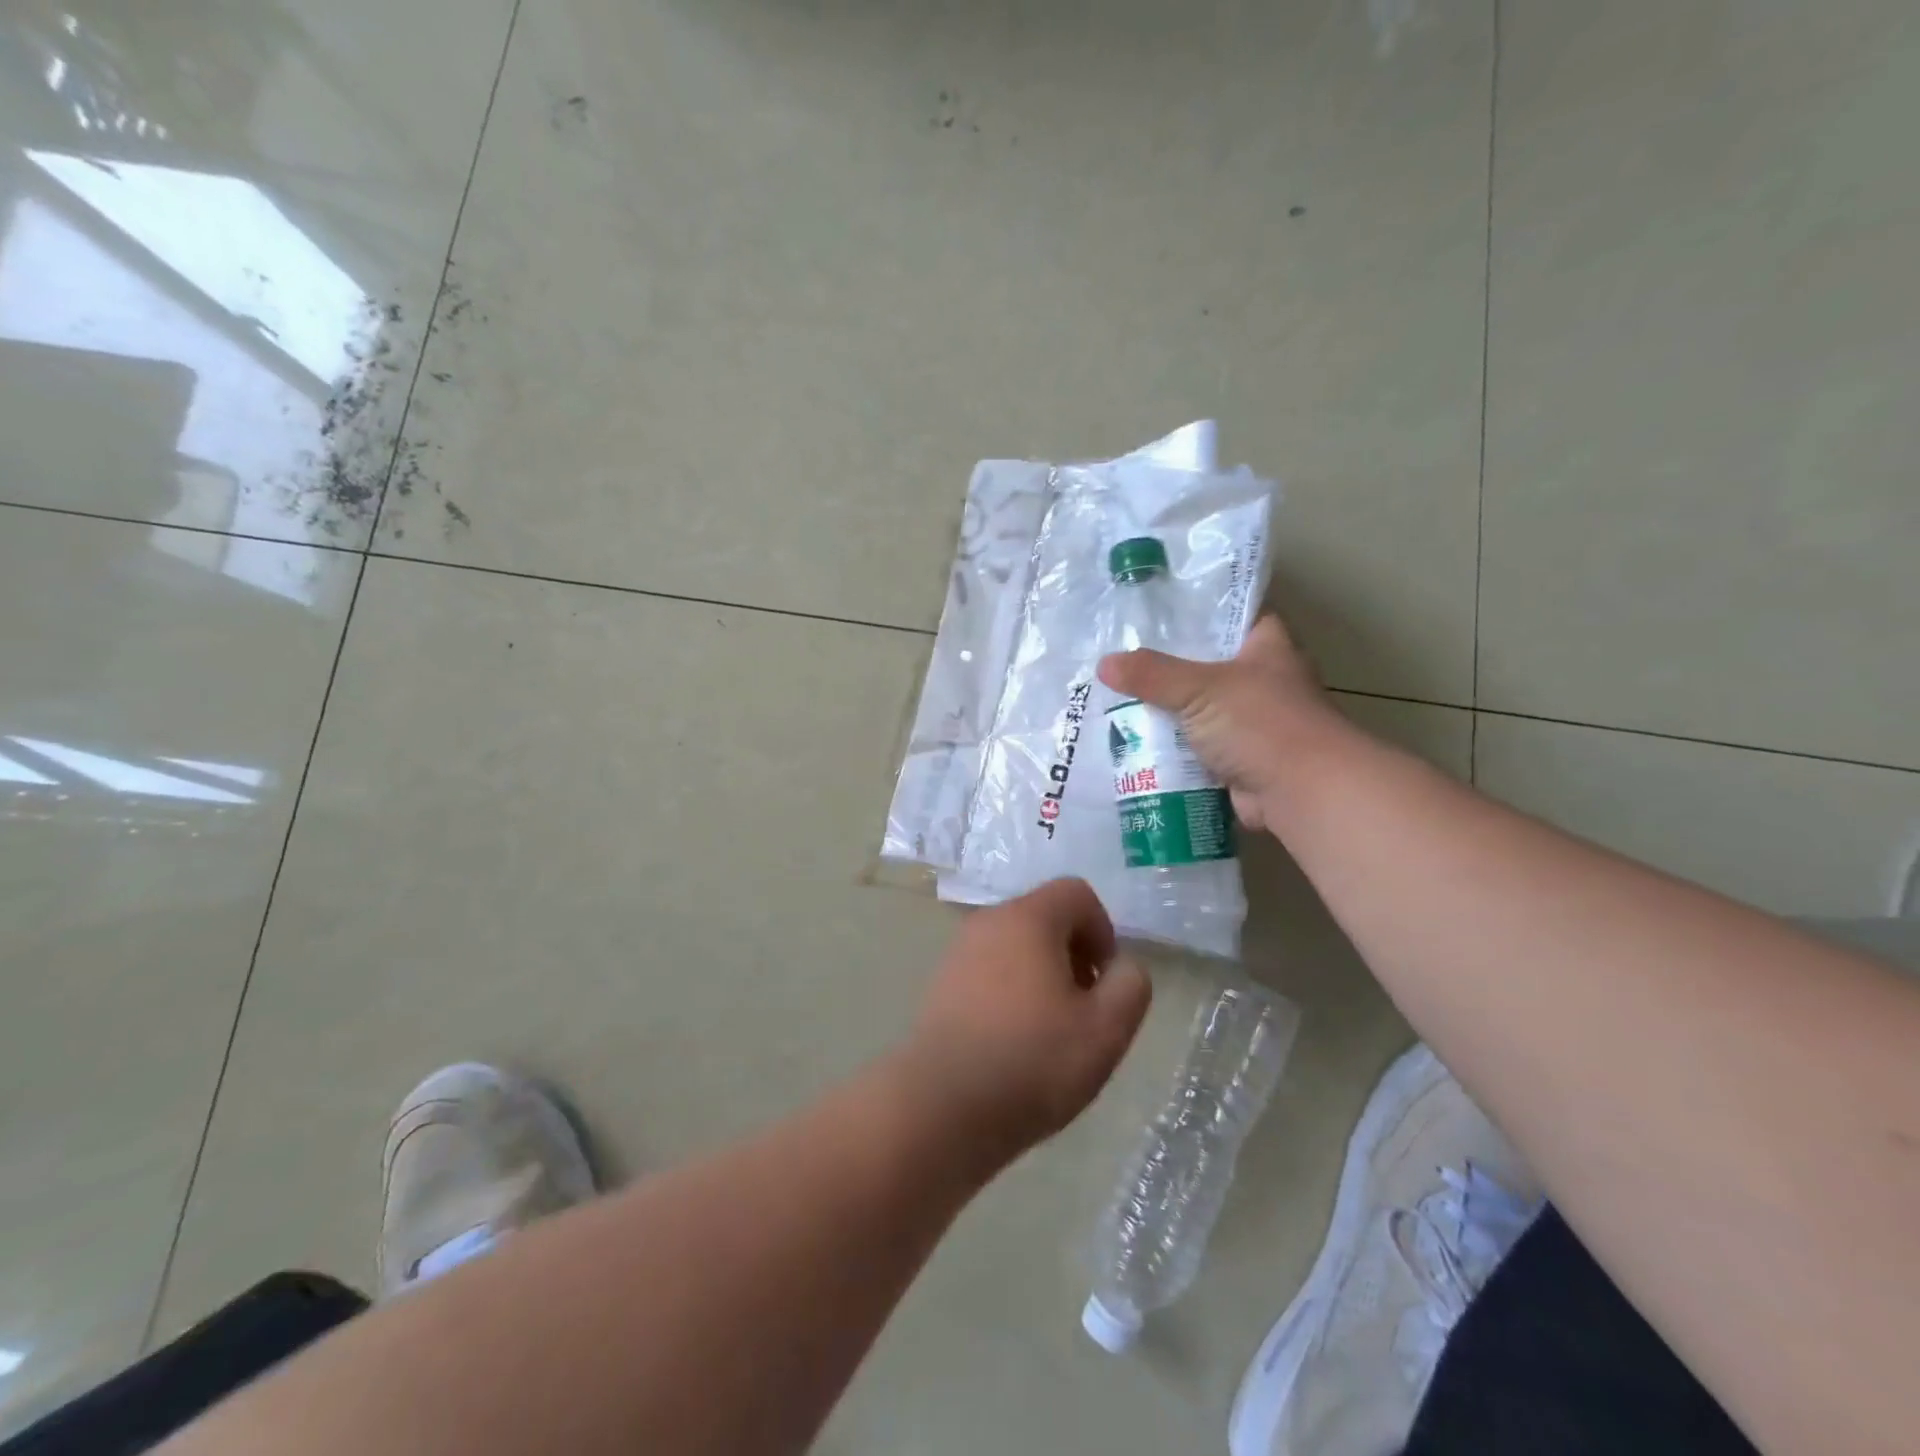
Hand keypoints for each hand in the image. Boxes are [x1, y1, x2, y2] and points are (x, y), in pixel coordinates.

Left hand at [902, 880, 1151, 1166]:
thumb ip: (1130, 985)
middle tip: (1083, 1010)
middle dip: (1074, 955)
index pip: (1077, 893)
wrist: (940, 1106)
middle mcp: (988, 921)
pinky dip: (1011, 992)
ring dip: (1043, 976)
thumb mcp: (1106, 1029)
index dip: (1103, 931)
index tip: (1104, 982)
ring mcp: (958, 952)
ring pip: (1016, 947)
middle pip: (1045, 918)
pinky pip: (990, 971)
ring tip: (1050, 1032)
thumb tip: (1122, 966)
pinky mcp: (941, 984)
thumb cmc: (1031, 1061)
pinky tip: (1014, 1042)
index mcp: (1027, 917)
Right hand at [1098, 614, 1346, 832]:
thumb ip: (1152, 674)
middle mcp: (1263, 681)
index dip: (1197, 612)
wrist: (1301, 792)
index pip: (1231, 616)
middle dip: (1166, 668)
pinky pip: (1195, 749)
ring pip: (1197, 711)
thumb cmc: (1261, 723)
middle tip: (1120, 661)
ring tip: (1115, 702)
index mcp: (1267, 647)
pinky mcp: (1238, 760)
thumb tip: (1104, 663)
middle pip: (1206, 666)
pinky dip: (1171, 750)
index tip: (1153, 614)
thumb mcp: (1199, 688)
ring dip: (1165, 713)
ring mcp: (1251, 723)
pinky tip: (1133, 744)